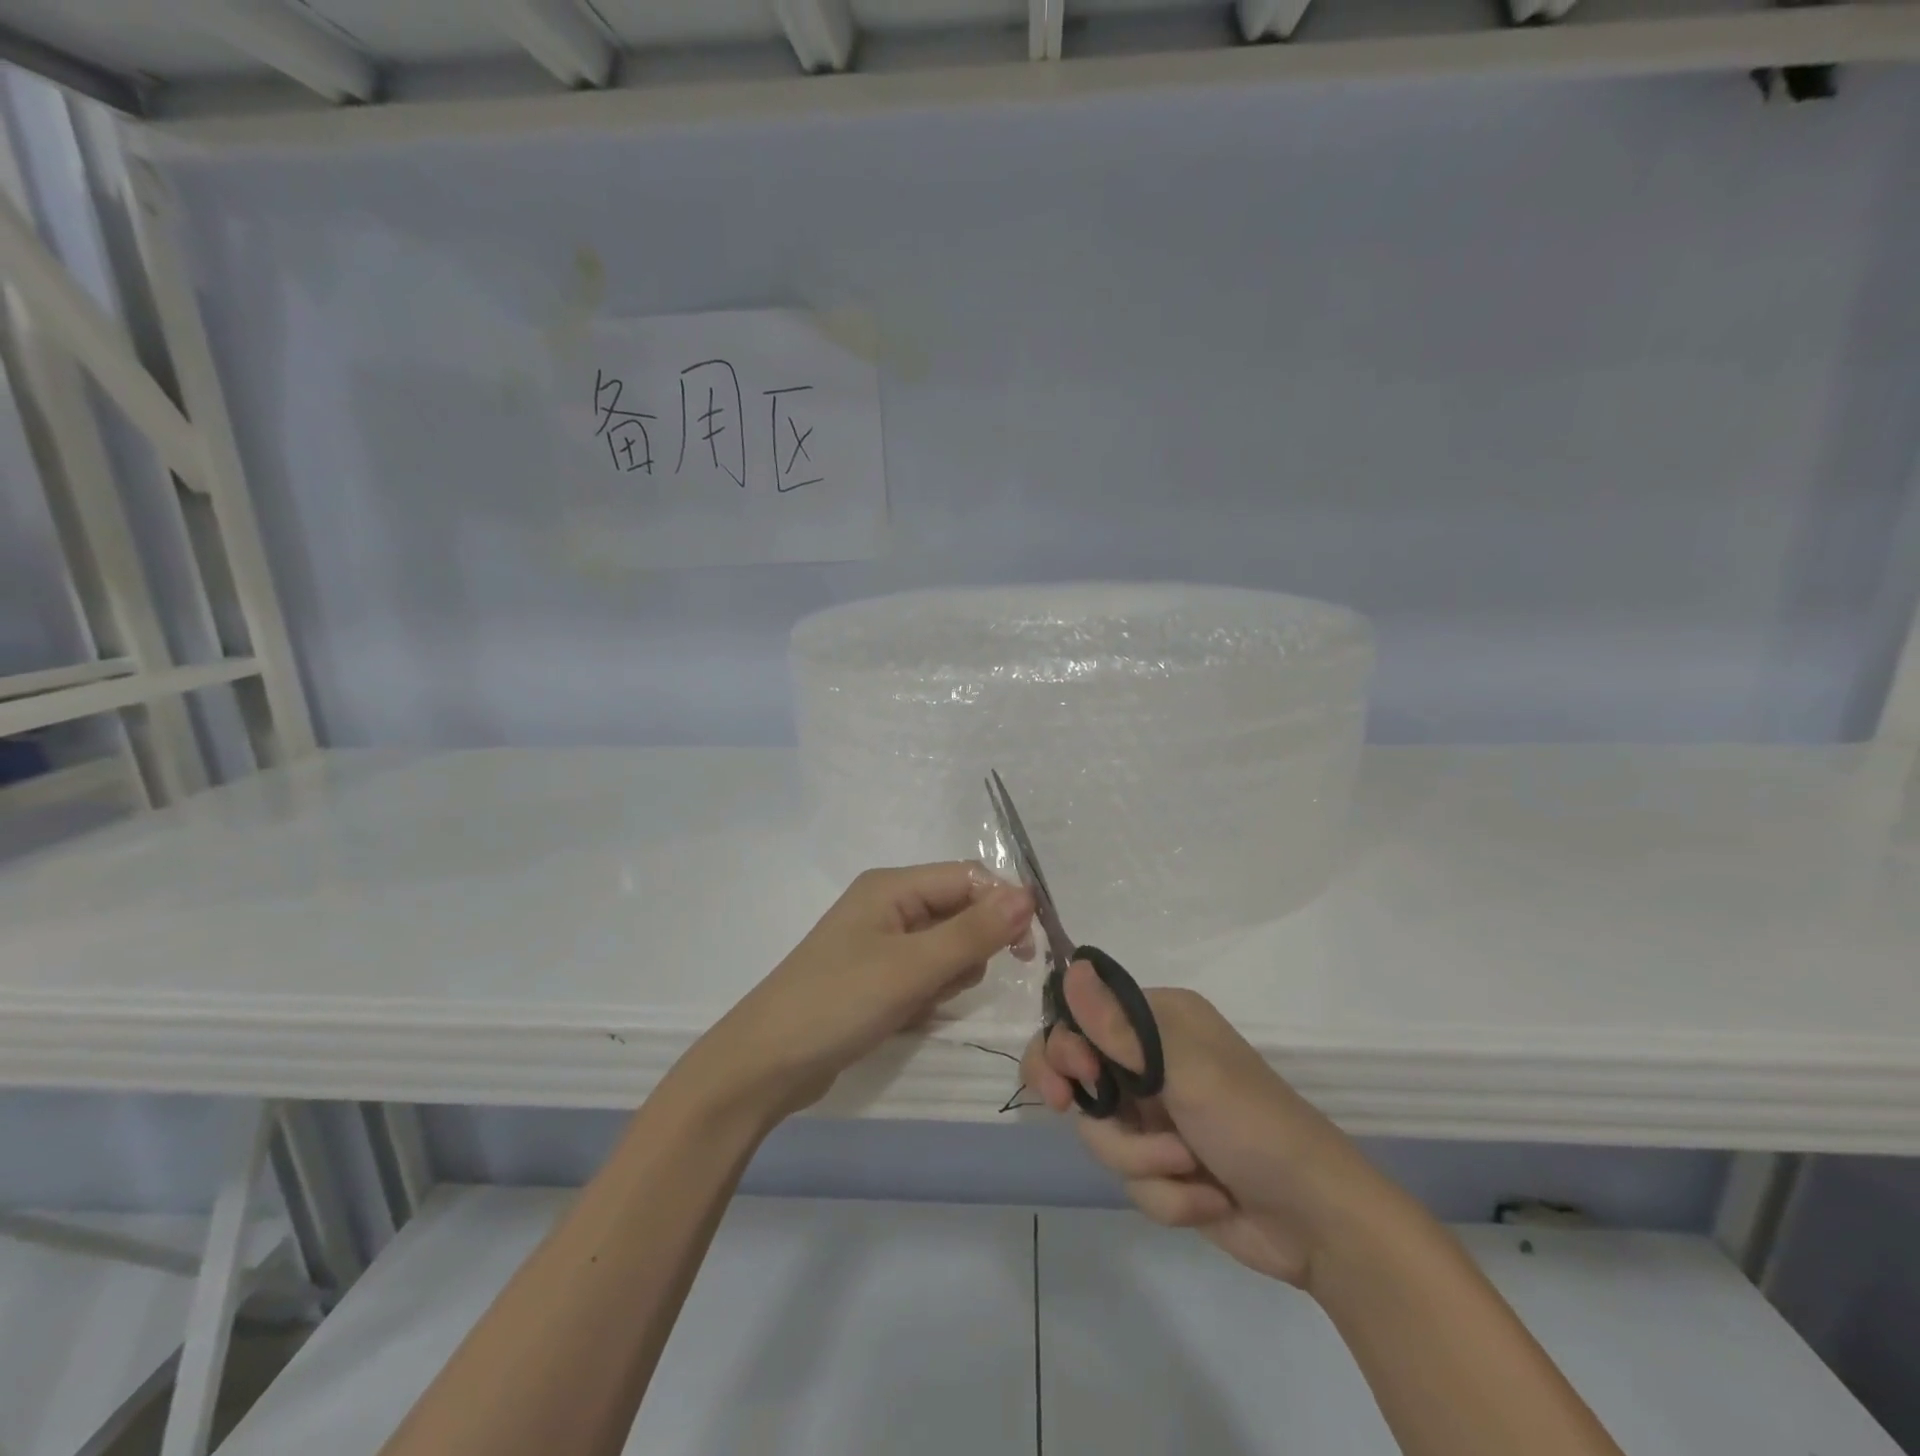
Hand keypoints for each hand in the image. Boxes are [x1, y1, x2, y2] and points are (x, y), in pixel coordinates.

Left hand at [699, 864, 1034, 1121]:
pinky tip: (904, 1016)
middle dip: (966, 950)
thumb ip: (974, 932)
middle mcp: (888, 905)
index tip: (1024, 951)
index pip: (968, 878)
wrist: (766, 1065)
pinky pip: (924, 975)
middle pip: (959, 913)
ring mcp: (880, 943)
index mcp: (892, 886)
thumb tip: (1028, 895)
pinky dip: (925, 996)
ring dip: (946, 978)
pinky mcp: (875, 977)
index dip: (1002, 906)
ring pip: (946, 949)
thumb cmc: (839, 1002)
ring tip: (917, 1003)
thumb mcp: (913, 967)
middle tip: (943, 982)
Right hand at [1022, 964, 1399, 1290]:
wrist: (1319, 1222)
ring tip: (1190, 1168)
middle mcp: (1151, 1060)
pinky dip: (1167, 1195)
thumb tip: (1071, 967)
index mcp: (1158, 1021)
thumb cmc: (1253, 1125)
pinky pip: (1132, 1178)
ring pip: (1103, 1136)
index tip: (1071, 1080)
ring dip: (1144, 1161)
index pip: (1083, 1018)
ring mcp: (1156, 1115)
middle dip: (1097, 1115)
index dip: (1064, 1048)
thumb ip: (1119, 1028)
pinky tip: (1207, 1198)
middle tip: (1082, 1119)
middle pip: (1081, 1079)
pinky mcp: (1164, 1165)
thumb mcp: (1185, 1072)